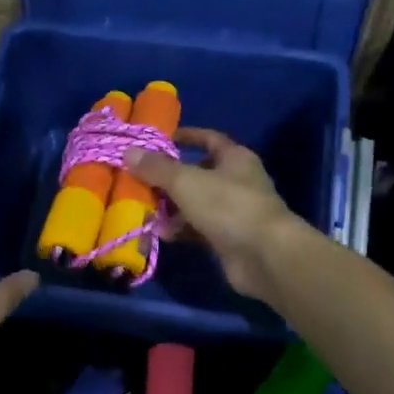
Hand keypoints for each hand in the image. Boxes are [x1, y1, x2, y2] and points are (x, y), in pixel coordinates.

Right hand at [125, 128, 301, 301]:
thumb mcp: (186, 182)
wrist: (264, 255)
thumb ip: (157, 168)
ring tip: (146, 211)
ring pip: (197, 204)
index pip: (209, 139)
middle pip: (199, 174)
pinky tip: (162, 235)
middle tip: (143, 181)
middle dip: (170, 178)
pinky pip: (199, 229)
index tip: (160, 140)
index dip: (186, 137)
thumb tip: (129, 151)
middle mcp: (237, 181)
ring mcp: (235, 212)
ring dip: (172, 208)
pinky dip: (182, 230)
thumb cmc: (228, 206)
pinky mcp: (229, 239)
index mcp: (235, 158)